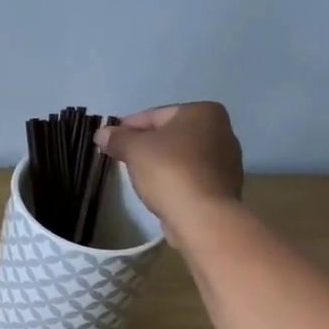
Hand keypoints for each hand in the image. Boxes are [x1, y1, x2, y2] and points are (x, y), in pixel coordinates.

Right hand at [95, 102, 243, 234]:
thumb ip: (117, 138)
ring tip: (138, 175)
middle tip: (121, 157)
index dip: (127, 127)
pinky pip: (190, 175)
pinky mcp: (223, 185)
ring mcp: (226, 160)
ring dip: (160, 162)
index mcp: (203, 112)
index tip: (108, 140)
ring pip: (180, 155)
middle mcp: (222, 130)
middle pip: (170, 134)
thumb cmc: (169, 171)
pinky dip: (174, 178)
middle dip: (145, 144)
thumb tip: (102, 133)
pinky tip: (159, 189)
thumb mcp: (134, 149)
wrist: (203, 216)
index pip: (154, 115)